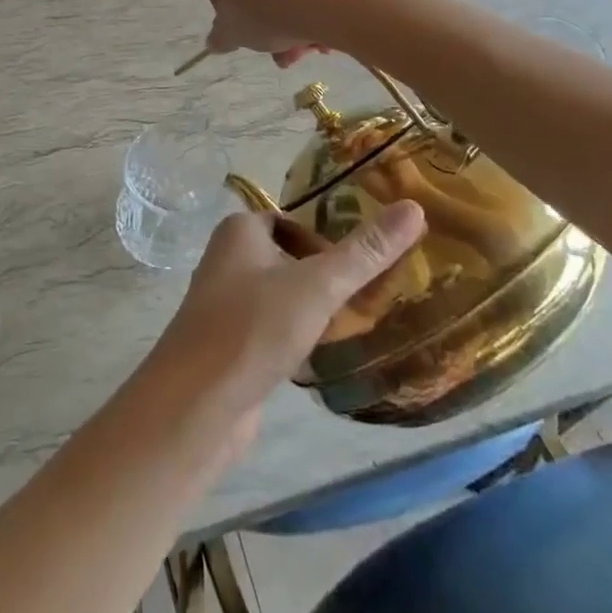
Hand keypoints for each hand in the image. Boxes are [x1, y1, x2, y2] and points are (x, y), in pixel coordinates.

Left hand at [143, 202, 426, 454]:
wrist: (196, 405)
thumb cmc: (254, 327)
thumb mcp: (318, 285)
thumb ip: (366, 251)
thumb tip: (414, 207)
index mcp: (239, 231)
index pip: (291, 221)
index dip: (325, 240)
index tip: (362, 266)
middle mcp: (226, 260)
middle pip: (286, 258)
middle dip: (322, 276)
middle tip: (365, 297)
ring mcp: (223, 305)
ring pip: (278, 296)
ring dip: (309, 309)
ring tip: (350, 326)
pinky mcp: (226, 346)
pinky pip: (268, 330)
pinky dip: (293, 338)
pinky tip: (317, 358)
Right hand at [201, 0, 388, 66]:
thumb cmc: (268, 9)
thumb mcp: (233, 33)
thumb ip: (220, 37)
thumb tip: (216, 40)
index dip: (226, 15)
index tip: (242, 35)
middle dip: (265, 23)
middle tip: (278, 51)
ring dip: (291, 21)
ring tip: (306, 50)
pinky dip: (314, 6)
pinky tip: (325, 34)